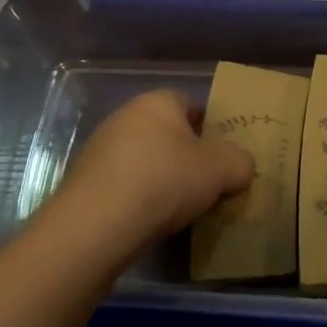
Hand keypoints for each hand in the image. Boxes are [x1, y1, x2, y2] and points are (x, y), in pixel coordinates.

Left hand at [51, 89, 255, 245]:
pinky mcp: (85, 181)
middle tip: (205, 183)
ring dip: (160, 177)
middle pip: (165, 132)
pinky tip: (148, 220)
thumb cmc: (165, 180)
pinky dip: (137, 197)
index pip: (189, 103)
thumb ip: (240, 162)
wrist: (97, 224)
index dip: (209, 126)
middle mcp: (125, 116)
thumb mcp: (221, 170)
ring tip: (179, 208)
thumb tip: (241, 166)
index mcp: (158, 102)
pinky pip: (123, 184)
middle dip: (185, 154)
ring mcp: (100, 148)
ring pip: (143, 158)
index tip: (222, 155)